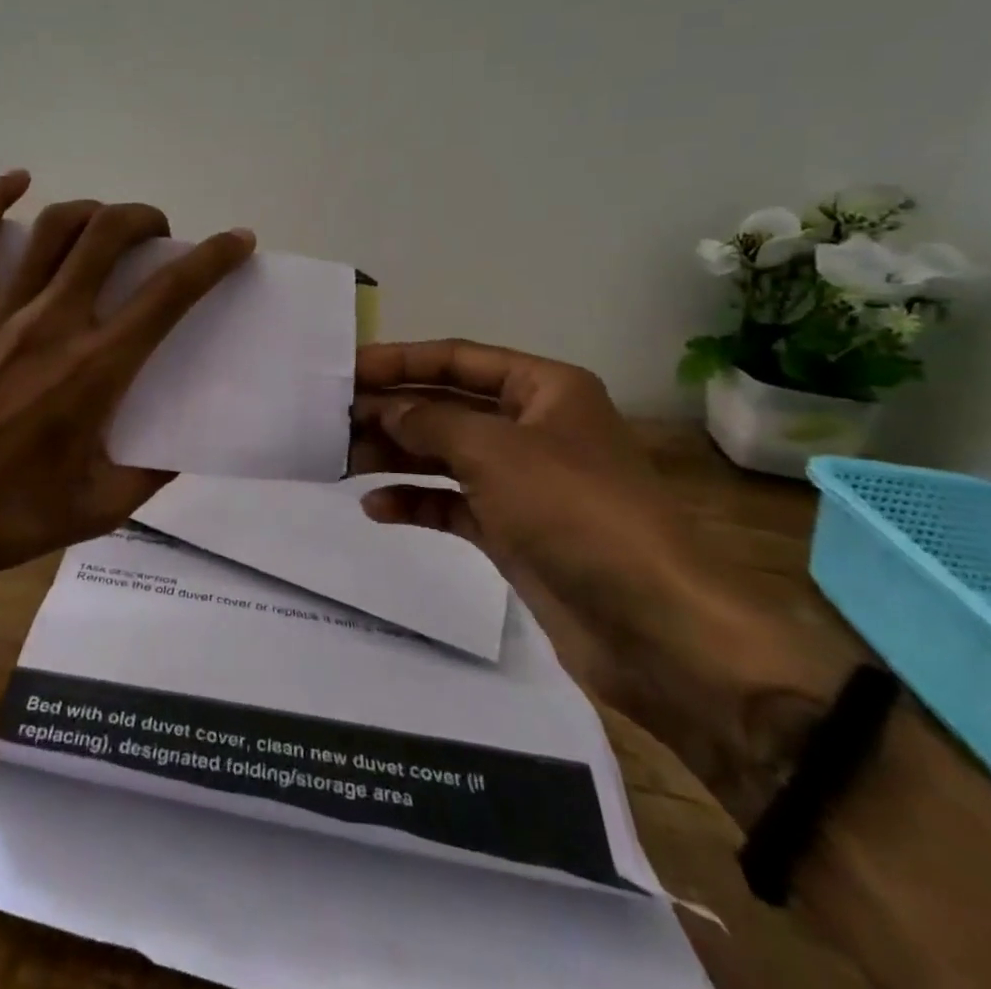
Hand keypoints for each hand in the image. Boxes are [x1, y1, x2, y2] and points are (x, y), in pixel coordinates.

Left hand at [0, 171, 255, 582]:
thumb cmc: (3, 515)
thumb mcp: (97, 510)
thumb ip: (150, 476)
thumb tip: (183, 449)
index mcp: (95, 368)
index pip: (169, 294)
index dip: (212, 259)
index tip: (237, 240)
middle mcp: (54, 322)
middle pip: (109, 236)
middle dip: (147, 220)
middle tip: (161, 237)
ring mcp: (1, 310)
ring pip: (54, 228)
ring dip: (93, 210)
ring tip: (108, 224)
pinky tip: (18, 180)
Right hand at [352, 340, 788, 735]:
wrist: (658, 630)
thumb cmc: (577, 512)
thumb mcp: (496, 452)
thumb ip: (430, 423)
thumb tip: (383, 409)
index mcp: (545, 389)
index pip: (459, 360)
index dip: (402, 360)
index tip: (348, 368)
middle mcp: (533, 428)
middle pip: (448, 407)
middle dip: (393, 410)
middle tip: (332, 418)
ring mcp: (523, 482)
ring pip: (446, 455)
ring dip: (396, 455)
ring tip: (339, 459)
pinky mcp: (513, 531)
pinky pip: (453, 504)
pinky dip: (416, 502)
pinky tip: (375, 508)